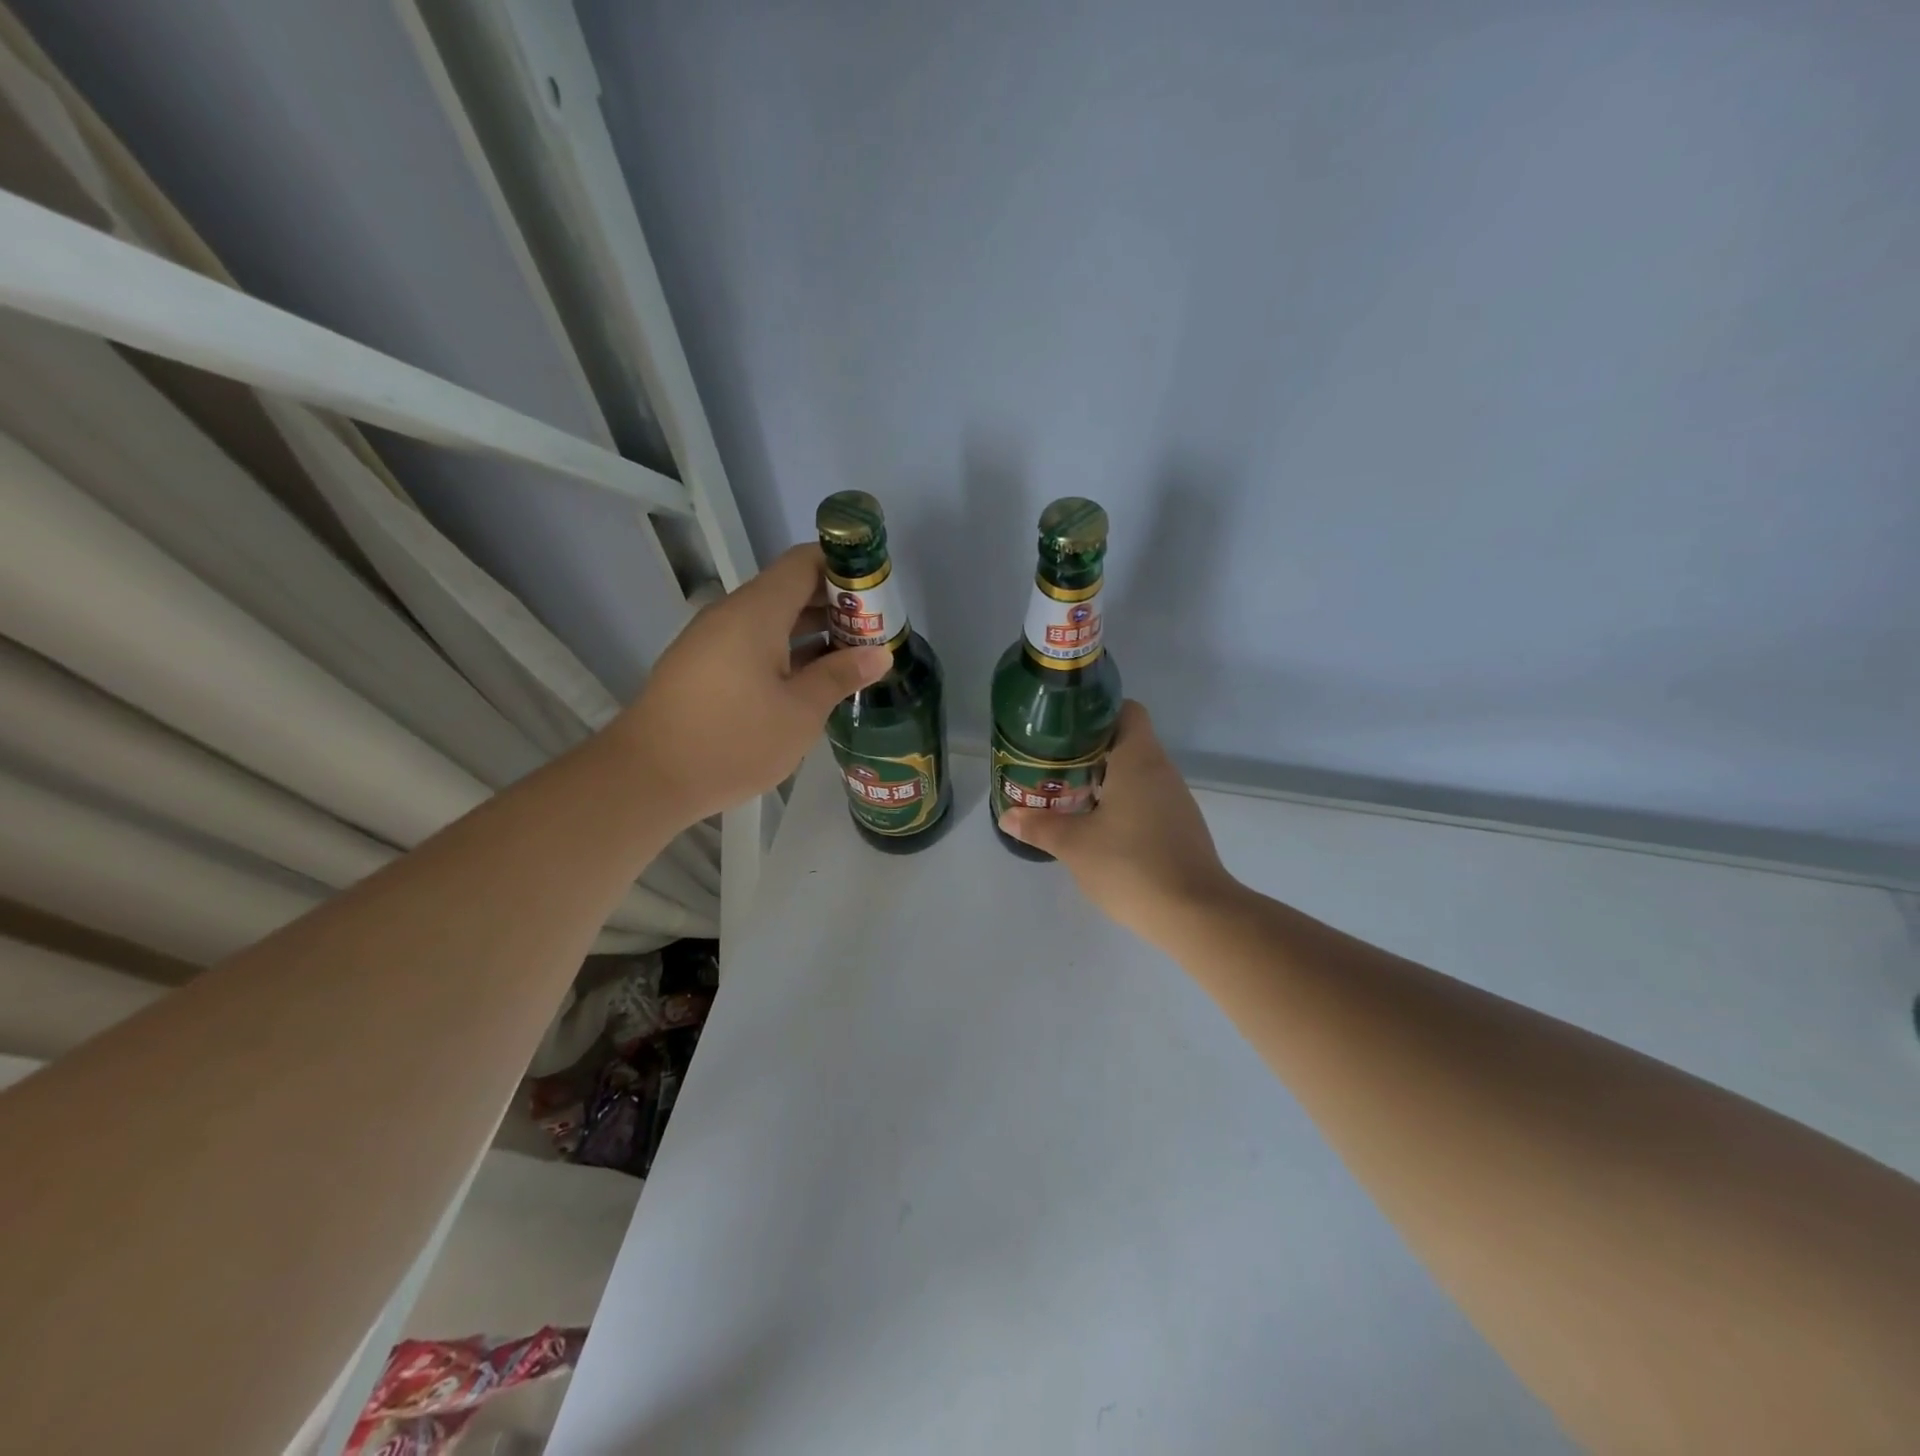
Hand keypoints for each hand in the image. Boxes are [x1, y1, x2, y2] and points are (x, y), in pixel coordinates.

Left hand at [618, 545, 890, 827]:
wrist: (647, 778)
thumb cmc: (733, 740)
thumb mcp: (800, 712)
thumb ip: (840, 676)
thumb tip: (880, 654)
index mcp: (757, 612)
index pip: (804, 562)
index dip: (844, 567)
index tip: (878, 590)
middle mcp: (732, 614)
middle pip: (790, 589)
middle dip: (836, 605)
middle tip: (876, 632)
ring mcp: (713, 641)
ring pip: (772, 620)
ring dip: (813, 633)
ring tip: (854, 657)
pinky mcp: (704, 667)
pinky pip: (754, 644)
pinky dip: (787, 652)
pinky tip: (811, 681)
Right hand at [1000, 701, 1242, 946]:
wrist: (1194, 914)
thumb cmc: (1131, 865)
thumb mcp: (1074, 845)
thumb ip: (1040, 826)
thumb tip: (1009, 816)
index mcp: (1139, 759)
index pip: (1126, 710)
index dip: (1096, 713)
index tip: (1064, 731)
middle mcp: (1162, 771)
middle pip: (1126, 742)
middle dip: (1088, 752)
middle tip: (1052, 767)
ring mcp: (1176, 800)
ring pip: (1136, 774)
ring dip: (1104, 780)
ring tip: (1068, 797)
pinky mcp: (1180, 827)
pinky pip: (1146, 800)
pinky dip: (1122, 804)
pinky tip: (1098, 829)